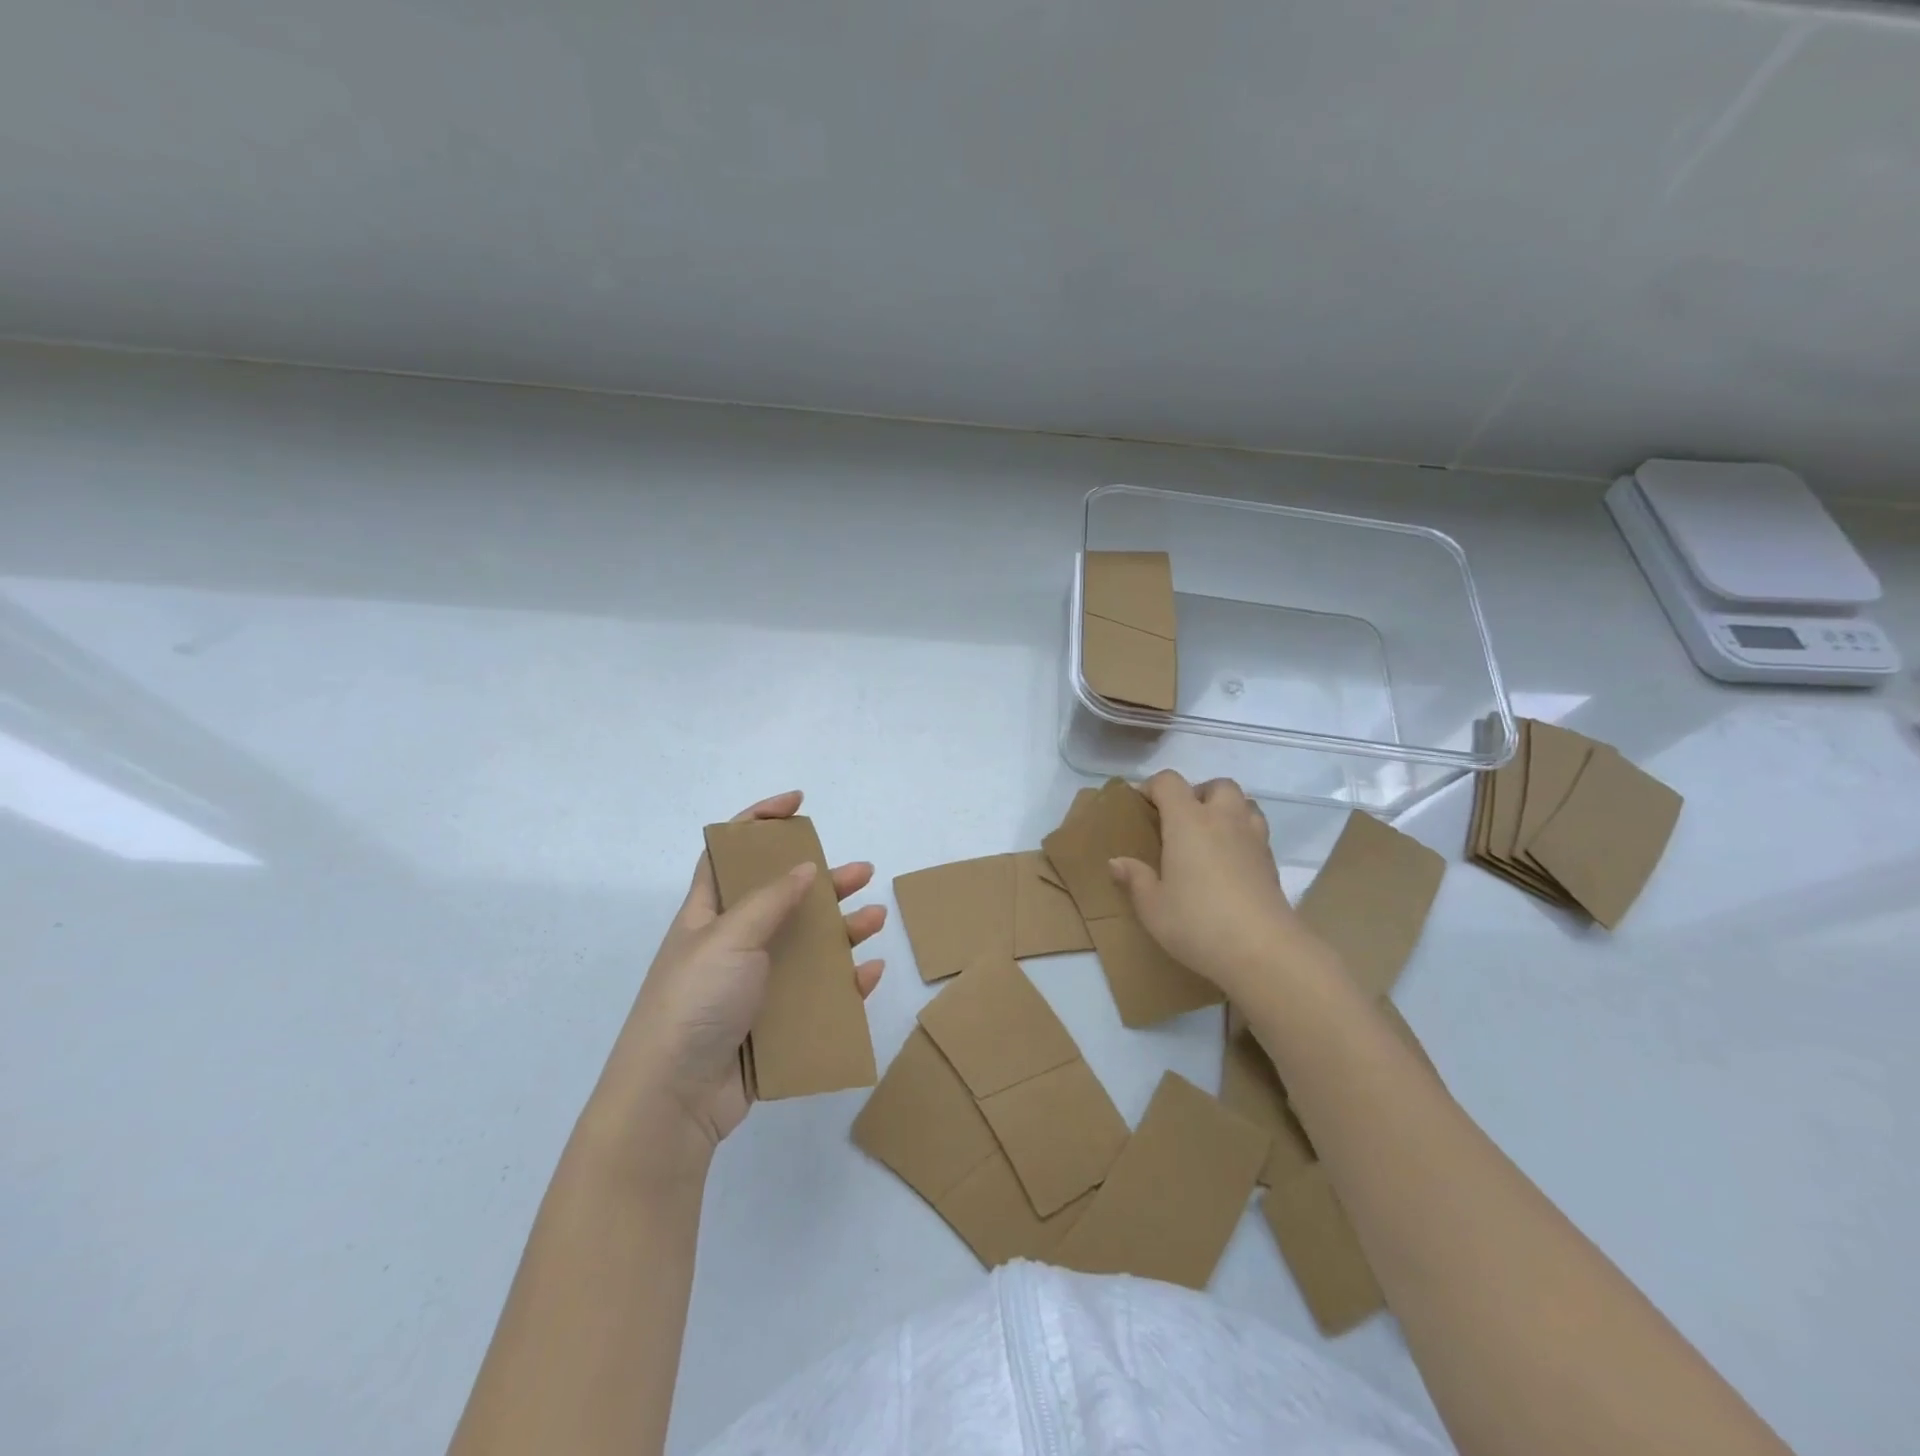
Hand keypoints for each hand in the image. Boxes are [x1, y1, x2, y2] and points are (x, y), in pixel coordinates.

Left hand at [599, 792, 885, 1161]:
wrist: (672, 1100)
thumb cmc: (693, 1002)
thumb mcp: (728, 938)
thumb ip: (769, 900)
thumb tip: (803, 867)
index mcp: (708, 915)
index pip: (731, 853)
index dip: (760, 822)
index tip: (798, 805)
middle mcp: (731, 944)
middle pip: (782, 899)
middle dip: (821, 881)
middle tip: (861, 873)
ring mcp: (752, 985)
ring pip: (805, 946)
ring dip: (841, 930)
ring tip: (874, 920)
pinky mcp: (771, 1024)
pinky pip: (816, 995)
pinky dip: (844, 982)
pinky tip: (868, 972)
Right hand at [1108, 771, 1312, 1000]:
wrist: (1262, 950)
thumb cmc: (1197, 922)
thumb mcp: (1152, 907)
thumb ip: (1135, 879)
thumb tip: (1117, 862)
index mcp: (1188, 821)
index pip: (1169, 782)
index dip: (1152, 787)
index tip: (1141, 806)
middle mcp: (1223, 819)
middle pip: (1217, 785)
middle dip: (1198, 794)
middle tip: (1181, 821)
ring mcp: (1253, 839)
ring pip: (1245, 804)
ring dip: (1227, 811)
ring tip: (1210, 837)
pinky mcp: (1272, 862)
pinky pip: (1257, 832)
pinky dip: (1243, 836)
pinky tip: (1230, 864)